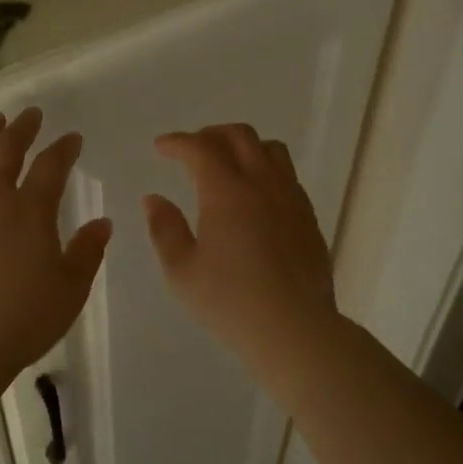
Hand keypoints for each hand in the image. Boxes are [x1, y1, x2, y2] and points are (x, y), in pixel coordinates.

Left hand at [0, 108, 112, 378]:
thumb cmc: (19, 321)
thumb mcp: (69, 291)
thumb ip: (87, 252)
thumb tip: (102, 223)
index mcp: (30, 212)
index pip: (52, 166)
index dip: (64, 149)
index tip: (72, 139)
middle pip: (7, 150)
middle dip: (23, 128)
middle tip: (31, 115)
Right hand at [143, 124, 339, 370]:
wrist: (294, 328)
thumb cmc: (230, 302)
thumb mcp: (182, 271)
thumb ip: (165, 229)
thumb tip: (154, 199)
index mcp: (227, 192)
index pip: (200, 148)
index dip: (178, 142)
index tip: (161, 147)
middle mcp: (262, 184)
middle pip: (240, 136)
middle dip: (211, 135)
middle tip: (191, 150)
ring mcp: (291, 198)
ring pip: (271, 149)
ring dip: (244, 146)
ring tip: (226, 164)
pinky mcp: (308, 217)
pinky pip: (287, 175)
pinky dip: (265, 169)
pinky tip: (255, 195)